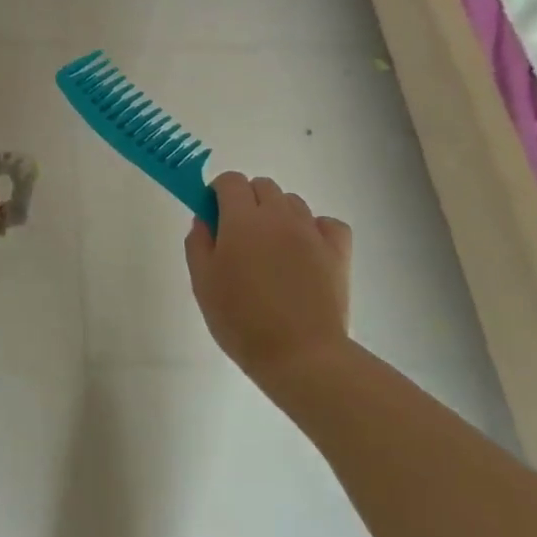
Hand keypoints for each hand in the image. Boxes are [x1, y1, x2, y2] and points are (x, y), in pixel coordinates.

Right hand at [184, 172, 352, 388]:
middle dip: (247, 201)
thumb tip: (204, 219)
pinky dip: (315, 229)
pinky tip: (306, 252)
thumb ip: (198, 243)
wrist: (301, 356)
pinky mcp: (338, 252)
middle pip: (263, 186)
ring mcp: (312, 232)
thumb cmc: (242, 320)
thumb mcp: (203, 283)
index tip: (213, 216)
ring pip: (292, 202)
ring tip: (272, 250)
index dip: (218, 193)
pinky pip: (327, 223)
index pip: (230, 181)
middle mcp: (279, 216)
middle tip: (239, 237)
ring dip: (278, 214)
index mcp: (242, 219)